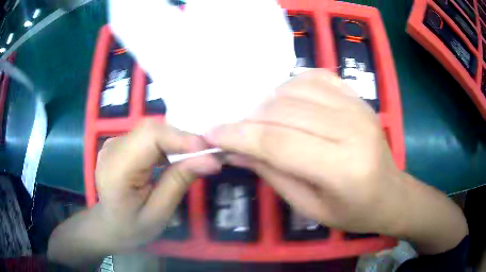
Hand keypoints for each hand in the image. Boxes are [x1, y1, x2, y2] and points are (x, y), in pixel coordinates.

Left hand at [48, 120, 220, 267]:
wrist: (108, 225)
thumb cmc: (131, 227)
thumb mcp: (158, 213)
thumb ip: (179, 183)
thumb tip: (211, 159)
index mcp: (116, 169)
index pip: (149, 137)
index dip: (180, 138)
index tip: (209, 150)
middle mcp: (112, 148)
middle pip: (151, 129)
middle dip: (183, 138)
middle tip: (208, 153)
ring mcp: (114, 142)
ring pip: (151, 130)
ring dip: (176, 140)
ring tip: (197, 155)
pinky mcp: (120, 143)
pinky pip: (147, 136)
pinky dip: (166, 143)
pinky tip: (177, 155)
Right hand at [205, 70, 466, 252]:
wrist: (391, 194)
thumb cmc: (353, 212)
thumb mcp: (309, 207)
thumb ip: (273, 175)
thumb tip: (238, 150)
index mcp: (343, 168)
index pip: (279, 142)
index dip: (239, 135)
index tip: (212, 132)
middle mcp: (352, 130)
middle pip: (286, 111)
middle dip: (250, 118)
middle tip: (235, 130)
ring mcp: (358, 108)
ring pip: (297, 89)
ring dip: (268, 101)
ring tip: (261, 119)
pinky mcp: (359, 98)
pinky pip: (317, 76)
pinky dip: (293, 84)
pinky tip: (287, 101)